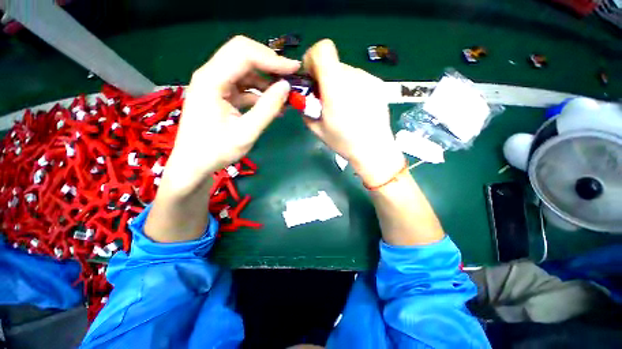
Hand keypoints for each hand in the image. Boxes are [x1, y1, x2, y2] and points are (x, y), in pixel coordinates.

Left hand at [163, 35, 299, 195]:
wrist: (194, 163)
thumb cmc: (216, 151)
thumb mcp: (246, 132)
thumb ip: (267, 108)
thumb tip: (286, 87)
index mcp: (211, 80)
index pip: (244, 54)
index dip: (272, 59)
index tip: (294, 69)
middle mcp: (210, 75)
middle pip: (242, 54)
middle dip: (269, 63)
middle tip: (291, 76)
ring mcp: (214, 84)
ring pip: (244, 70)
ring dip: (266, 80)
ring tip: (284, 96)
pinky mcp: (219, 94)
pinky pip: (243, 85)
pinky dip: (259, 92)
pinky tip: (272, 105)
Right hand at [303, 40, 404, 186]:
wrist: (374, 149)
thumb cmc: (344, 142)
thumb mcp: (317, 129)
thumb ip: (306, 109)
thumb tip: (305, 99)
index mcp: (335, 87)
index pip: (323, 49)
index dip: (313, 59)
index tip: (312, 78)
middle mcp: (353, 76)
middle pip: (333, 64)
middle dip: (325, 78)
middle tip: (326, 99)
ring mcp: (368, 79)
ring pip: (345, 71)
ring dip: (338, 83)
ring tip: (343, 106)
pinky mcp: (378, 84)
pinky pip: (358, 78)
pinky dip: (351, 87)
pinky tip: (356, 106)